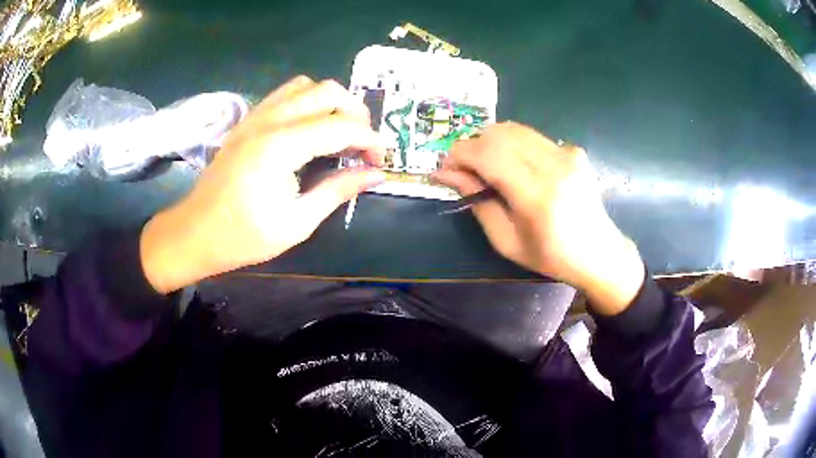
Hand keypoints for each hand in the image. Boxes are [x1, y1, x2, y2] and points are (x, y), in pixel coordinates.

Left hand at [140, 76, 385, 293]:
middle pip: (328, 91)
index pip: (341, 127)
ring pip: (306, 85)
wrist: (194, 232)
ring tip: (339, 132)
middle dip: (356, 113)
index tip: (380, 162)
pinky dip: (307, 102)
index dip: (370, 141)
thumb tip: (376, 175)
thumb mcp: (297, 222)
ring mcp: (256, 116)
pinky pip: (285, 94)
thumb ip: (338, 190)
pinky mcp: (247, 120)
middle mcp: (270, 120)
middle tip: (362, 145)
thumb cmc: (243, 236)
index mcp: (281, 147)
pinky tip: (310, 128)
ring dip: (331, 102)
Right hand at [433, 122, 644, 314]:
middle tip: (463, 168)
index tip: (444, 167)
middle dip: (471, 145)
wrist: (598, 252)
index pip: (488, 154)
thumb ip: (478, 202)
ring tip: (484, 165)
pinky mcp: (573, 150)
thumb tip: (448, 174)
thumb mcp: (506, 241)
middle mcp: (554, 166)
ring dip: (490, 142)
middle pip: (498, 133)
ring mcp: (567, 154)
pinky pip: (531, 137)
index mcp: (537, 196)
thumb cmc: (550, 256)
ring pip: (514, 129)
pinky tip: (514, 166)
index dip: (459, 154)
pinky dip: (512, 145)